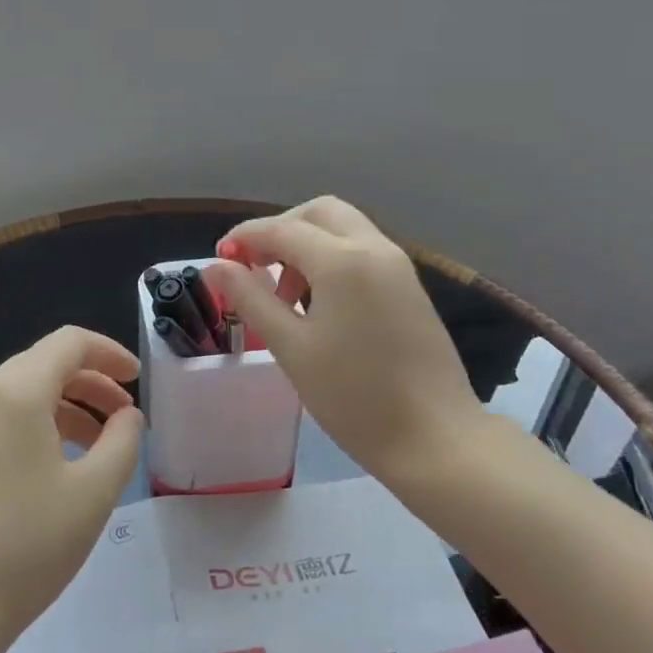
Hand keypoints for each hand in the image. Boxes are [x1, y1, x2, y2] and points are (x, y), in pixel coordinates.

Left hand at [0, 326, 144, 649]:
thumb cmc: (23, 547)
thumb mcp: (92, 494)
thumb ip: (121, 443)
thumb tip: (127, 416)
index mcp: (16, 393)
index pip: (69, 342)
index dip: (109, 352)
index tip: (137, 380)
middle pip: (45, 364)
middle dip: (91, 382)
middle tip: (124, 417)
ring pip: (22, 396)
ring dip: (66, 408)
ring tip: (99, 448)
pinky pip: (2, 423)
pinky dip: (38, 429)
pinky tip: (55, 472)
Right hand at [206, 197, 479, 481]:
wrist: (435, 439)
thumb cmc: (354, 397)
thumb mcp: (291, 347)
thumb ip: (250, 298)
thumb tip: (216, 266)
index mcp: (342, 260)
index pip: (281, 229)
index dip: (244, 238)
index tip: (219, 260)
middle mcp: (374, 249)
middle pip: (319, 213)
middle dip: (281, 230)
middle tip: (256, 267)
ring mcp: (398, 266)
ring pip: (344, 229)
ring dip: (308, 244)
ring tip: (285, 296)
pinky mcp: (410, 287)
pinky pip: (363, 251)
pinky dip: (333, 259)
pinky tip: (319, 304)